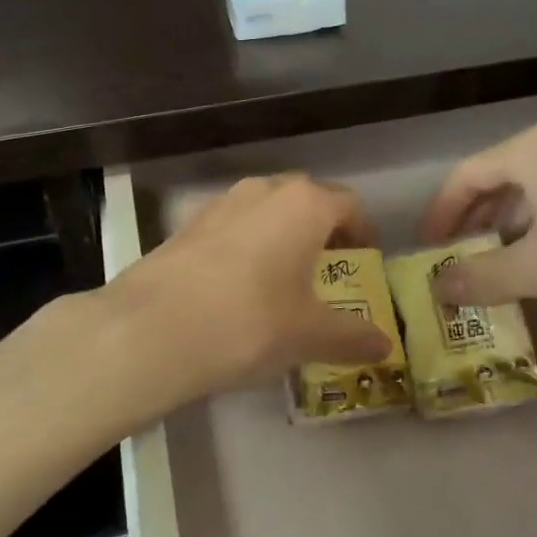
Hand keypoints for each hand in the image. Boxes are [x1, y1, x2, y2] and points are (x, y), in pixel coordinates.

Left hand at [99, 173, 392, 410]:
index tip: (364, 262)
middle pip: (307, 200)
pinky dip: (247, 245)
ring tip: (283, 279)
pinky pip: (233, 226)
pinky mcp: (188, 224)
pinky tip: (238, 287)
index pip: (349, 205)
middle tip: (328, 270)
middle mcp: (264, 190)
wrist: (151, 329)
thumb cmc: (249, 322)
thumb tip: (385, 346)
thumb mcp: (309, 335)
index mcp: (304, 204)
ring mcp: (221, 203)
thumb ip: (352, 336)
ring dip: (282, 235)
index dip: (363, 232)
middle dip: (322, 230)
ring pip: (266, 210)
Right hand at [417, 124, 536, 321]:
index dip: (440, 215)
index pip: (465, 176)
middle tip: (455, 262)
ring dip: (505, 230)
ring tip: (494, 268)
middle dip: (472, 223)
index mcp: (533, 151)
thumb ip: (481, 277)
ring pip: (531, 194)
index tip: (427, 251)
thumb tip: (436, 289)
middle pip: (497, 181)